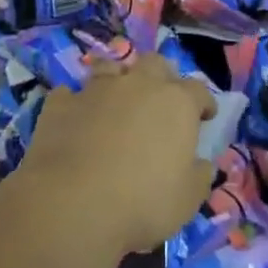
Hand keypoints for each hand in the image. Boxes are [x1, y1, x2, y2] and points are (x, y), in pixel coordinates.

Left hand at [15, 56, 216, 256]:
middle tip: (161, 100)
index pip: (198, 90)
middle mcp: (138, 84)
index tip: (205, 115)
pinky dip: (76, 103)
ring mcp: (97, 89)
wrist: (72, 203)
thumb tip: (202, 163)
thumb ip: (199, 176)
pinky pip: (71, 94)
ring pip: (112, 68)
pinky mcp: (61, 102)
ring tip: (117, 101)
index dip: (203, 102)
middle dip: (162, 77)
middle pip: (155, 64)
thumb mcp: (187, 200)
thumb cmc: (142, 202)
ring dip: (118, 80)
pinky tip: (76, 118)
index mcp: (176, 103)